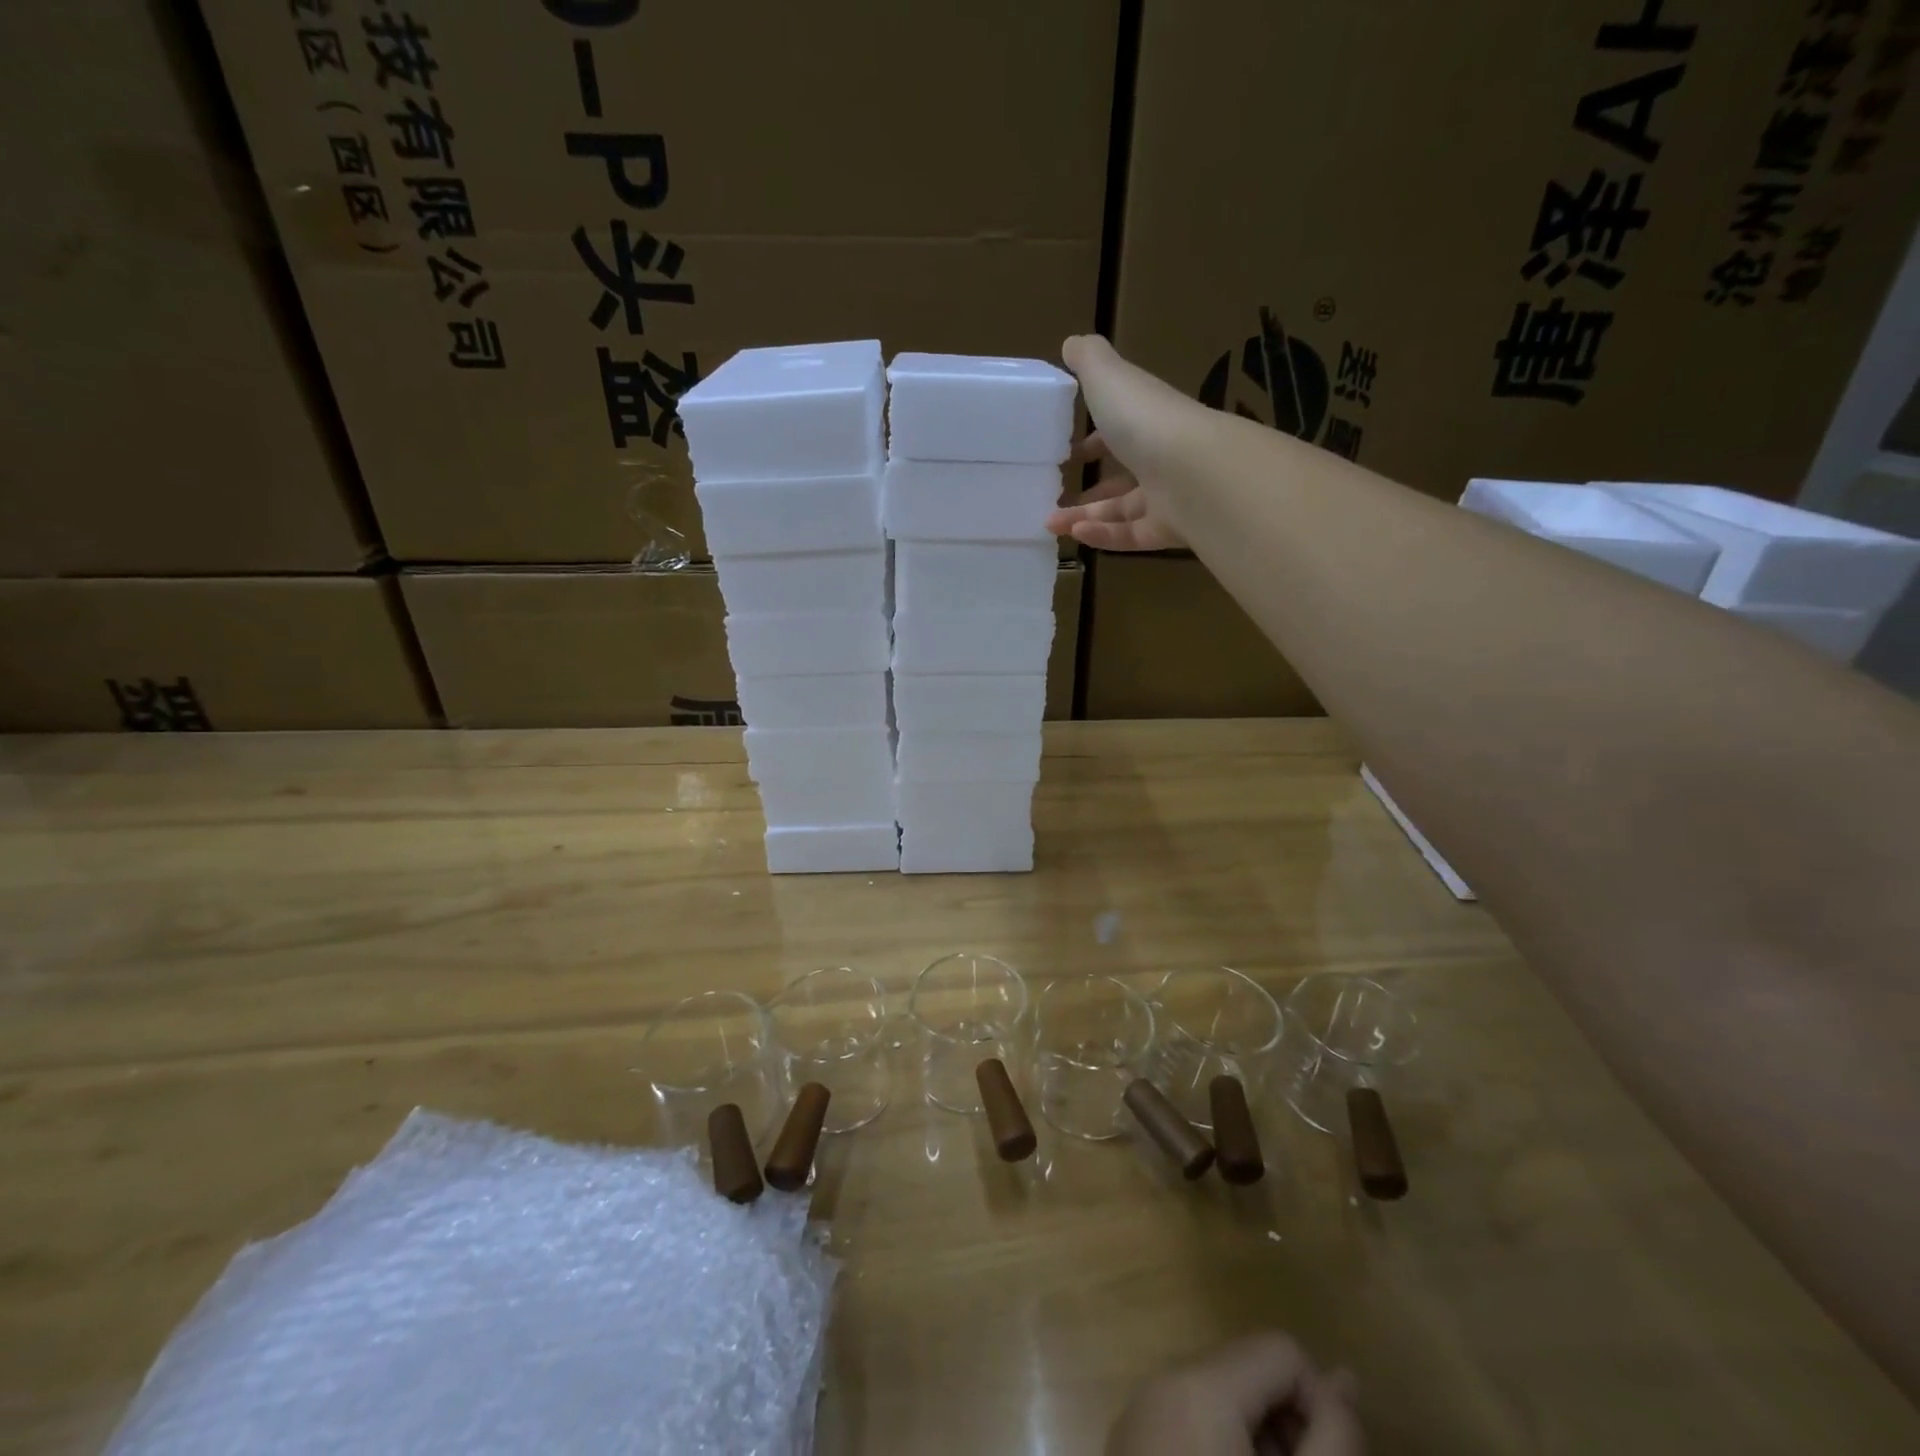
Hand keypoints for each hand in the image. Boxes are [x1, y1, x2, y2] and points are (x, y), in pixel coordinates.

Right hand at [1048, 334, 1210, 551]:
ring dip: (1084, 515)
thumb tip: (1071, 343)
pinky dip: (1103, 537)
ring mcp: (1169, 496)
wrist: (1193, 472)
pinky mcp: (1169, 530)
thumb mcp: (1109, 379)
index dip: (1096, 438)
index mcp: (1149, 420)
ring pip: (1122, 511)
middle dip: (1088, 486)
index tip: (1069, 451)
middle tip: (1053, 495)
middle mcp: (1162, 457)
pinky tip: (1076, 534)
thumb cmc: (1145, 421)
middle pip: (1123, 476)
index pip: (1123, 428)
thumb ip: (1089, 361)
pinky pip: (1131, 537)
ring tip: (1050, 523)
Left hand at [1107, 1331, 1364, 1455]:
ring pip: (1223, 1402)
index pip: (1283, 1351)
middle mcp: (1165, 1379)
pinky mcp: (1130, 1446)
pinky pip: (1192, 1426)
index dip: (1318, 1408)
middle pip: (1249, 1374)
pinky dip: (1224, 1454)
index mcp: (1200, 1381)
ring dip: (1260, 1449)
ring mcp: (1141, 1413)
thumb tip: (1346, 1379)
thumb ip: (1333, 1438)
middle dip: (1289, 1432)